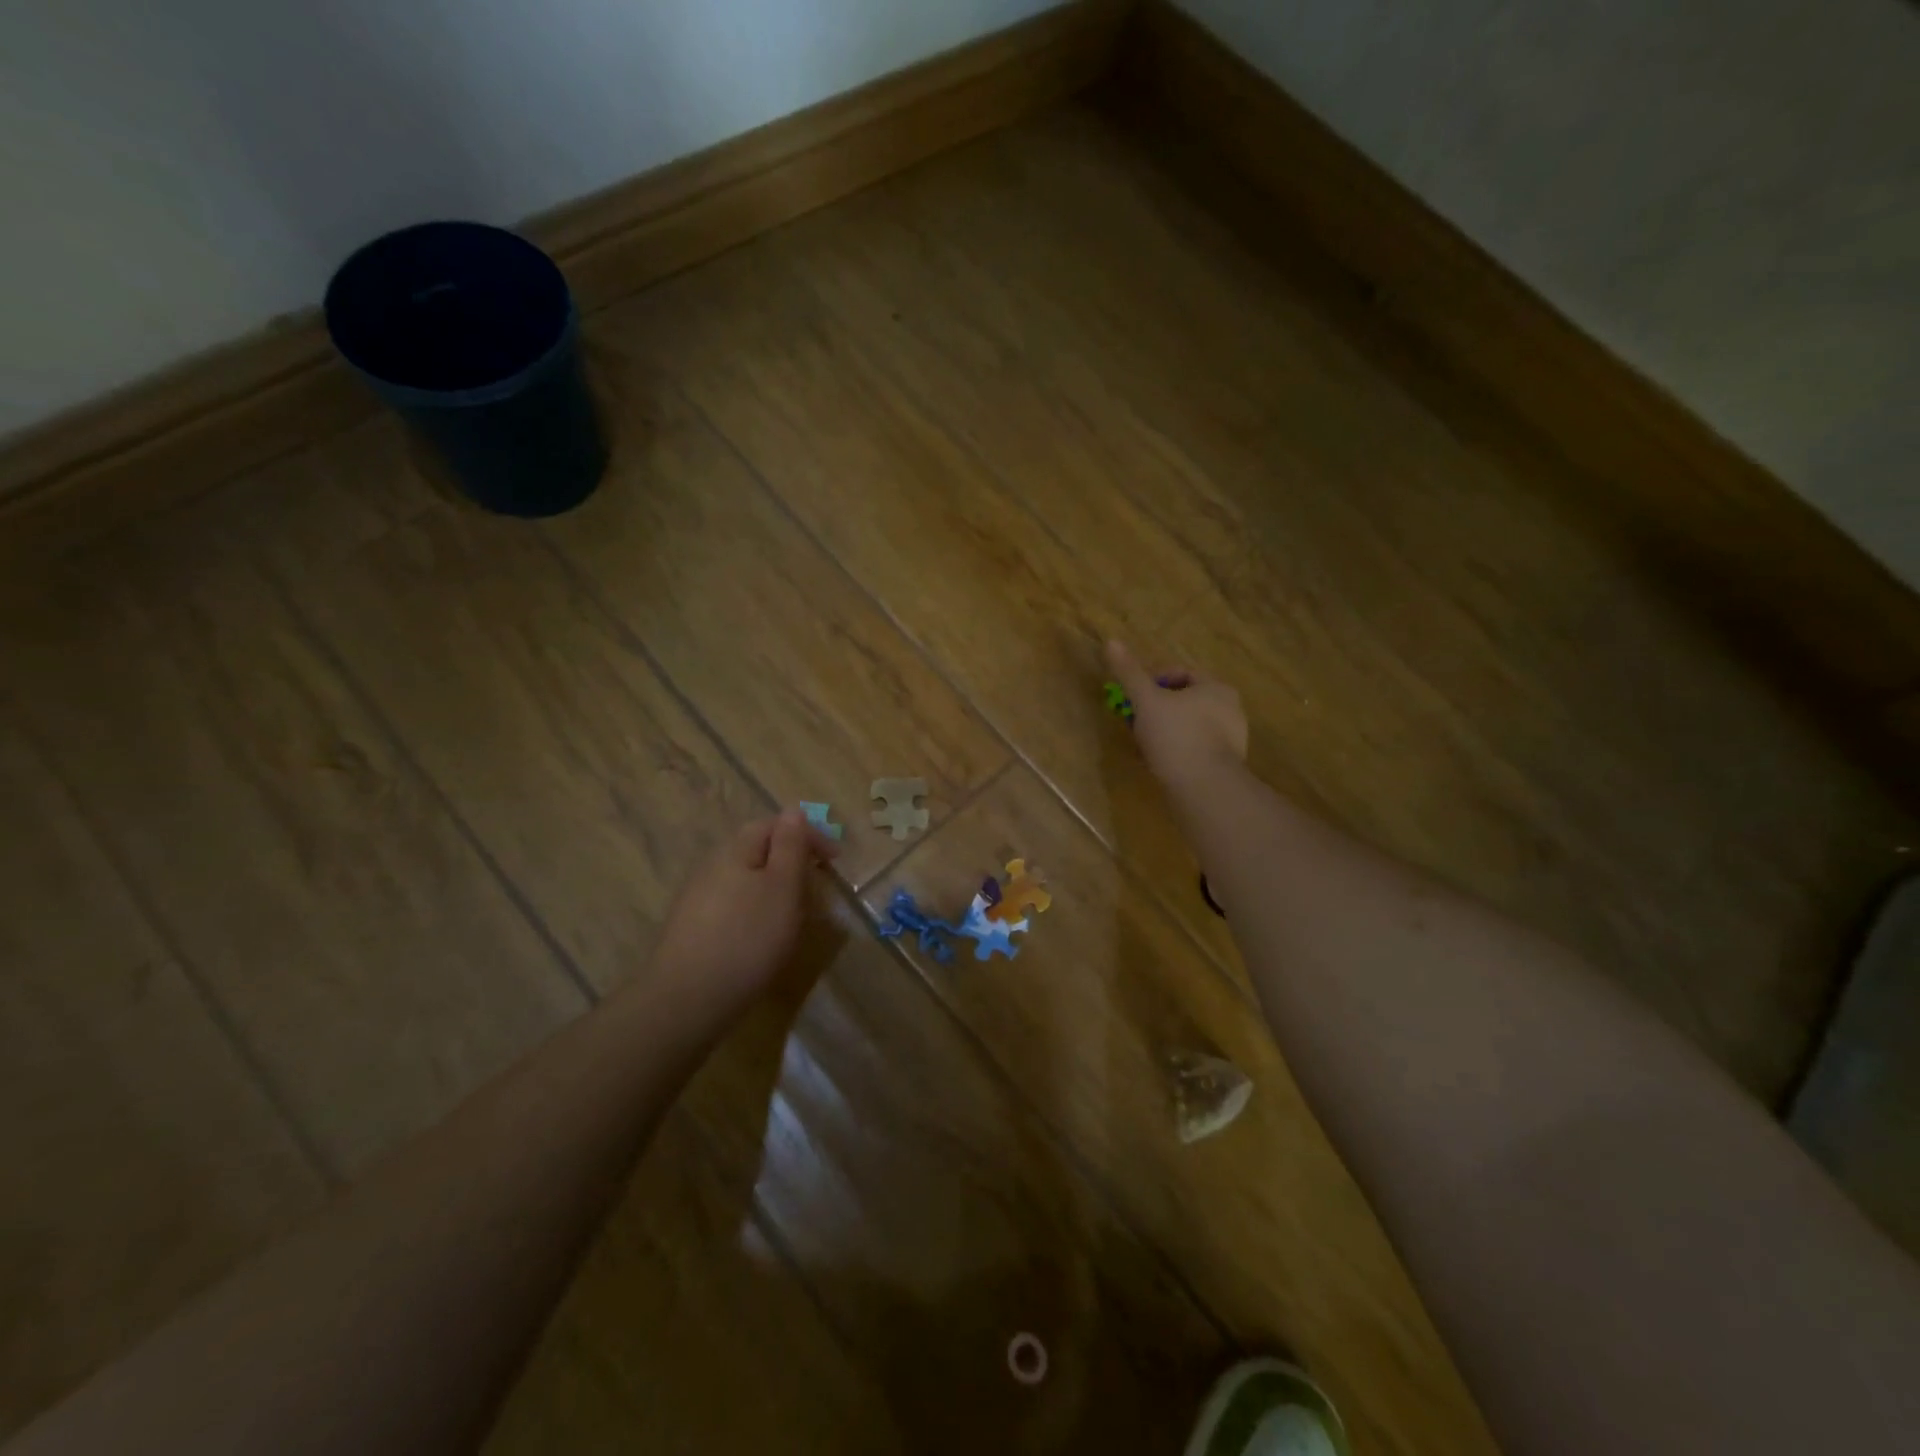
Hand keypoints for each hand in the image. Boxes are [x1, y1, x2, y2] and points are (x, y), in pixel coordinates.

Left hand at [645, 808, 839, 1016]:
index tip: (835, 860)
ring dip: (775, 887)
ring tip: (796, 913)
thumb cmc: (747, 938)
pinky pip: (734, 904)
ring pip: (745, 878)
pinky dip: (757, 910)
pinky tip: (763, 936)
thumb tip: (792, 810)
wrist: (687, 1000)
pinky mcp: (693, 928)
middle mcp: (712, 866)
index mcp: (735, 850)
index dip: (808, 835)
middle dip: (791, 860)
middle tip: (817, 885)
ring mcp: (698, 898)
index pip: (774, 824)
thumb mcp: (783, 887)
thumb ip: (790, 845)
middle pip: (757, 849)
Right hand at [1107, 639, 1247, 785]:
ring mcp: (1232, 740)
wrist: (1204, 788)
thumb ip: (1129, 673)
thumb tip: (1111, 641)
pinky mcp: (1226, 765)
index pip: (1182, 673)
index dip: (1152, 680)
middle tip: (1135, 721)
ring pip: (1189, 726)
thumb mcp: (1146, 701)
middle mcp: (1231, 710)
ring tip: (1144, 745)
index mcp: (1217, 688)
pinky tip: (1160, 763)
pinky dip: (1177, 751)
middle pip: (1185, 700)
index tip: (1134, 696)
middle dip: (1157, 709)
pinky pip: (1195, 749)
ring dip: (1165, 731)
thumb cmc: (1176, 736)